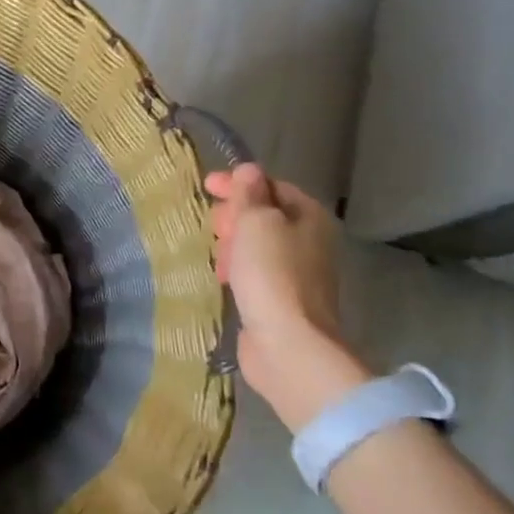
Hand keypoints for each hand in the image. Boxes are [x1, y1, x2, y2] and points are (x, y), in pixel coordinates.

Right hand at [204, 164, 367, 433]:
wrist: (288, 344)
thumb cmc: (271, 274)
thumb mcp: (255, 222)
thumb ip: (249, 194)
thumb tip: (248, 170)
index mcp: (308, 216)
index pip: (270, 186)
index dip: (238, 182)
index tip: (205, 185)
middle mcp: (308, 241)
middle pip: (264, 214)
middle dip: (234, 215)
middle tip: (214, 226)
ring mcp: (296, 272)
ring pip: (257, 245)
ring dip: (232, 244)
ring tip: (216, 255)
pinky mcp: (281, 299)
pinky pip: (254, 271)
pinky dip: (237, 268)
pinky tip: (222, 278)